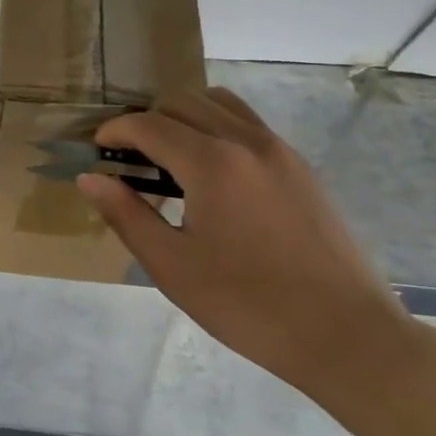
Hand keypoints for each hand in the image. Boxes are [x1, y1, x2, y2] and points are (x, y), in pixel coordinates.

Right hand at [78, 88, 422, 396]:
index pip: (149, 124)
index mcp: (212, 163)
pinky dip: (216, 129)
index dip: (115, 131)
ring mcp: (280, 150)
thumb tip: (90, 178)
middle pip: (184, 102)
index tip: (97, 151)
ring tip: (169, 160)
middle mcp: (247, 141)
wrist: (344, 334)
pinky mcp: (301, 167)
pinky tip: (211, 176)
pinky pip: (248, 125)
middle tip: (129, 160)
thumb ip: (127, 214)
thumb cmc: (246, 305)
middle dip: (147, 121)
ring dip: (184, 118)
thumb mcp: (172, 266)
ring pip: (220, 104)